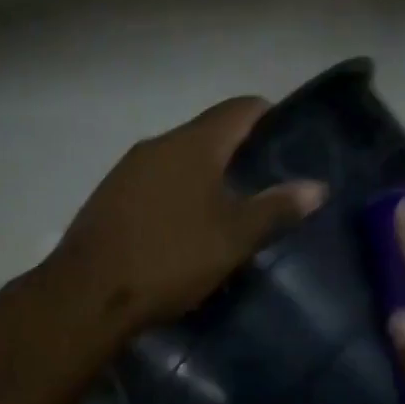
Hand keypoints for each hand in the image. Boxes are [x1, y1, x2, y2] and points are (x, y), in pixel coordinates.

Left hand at [49, 97, 326, 332]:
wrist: (88, 294)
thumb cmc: (170, 259)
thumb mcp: (233, 239)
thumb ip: (275, 208)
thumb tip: (316, 186)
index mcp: (192, 144)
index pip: (240, 108)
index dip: (269, 117)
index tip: (290, 141)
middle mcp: (158, 144)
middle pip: (208, 133)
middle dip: (239, 153)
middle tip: (267, 184)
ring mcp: (128, 169)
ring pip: (179, 160)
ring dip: (206, 175)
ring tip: (230, 208)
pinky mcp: (109, 196)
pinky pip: (155, 182)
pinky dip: (178, 193)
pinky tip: (185, 226)